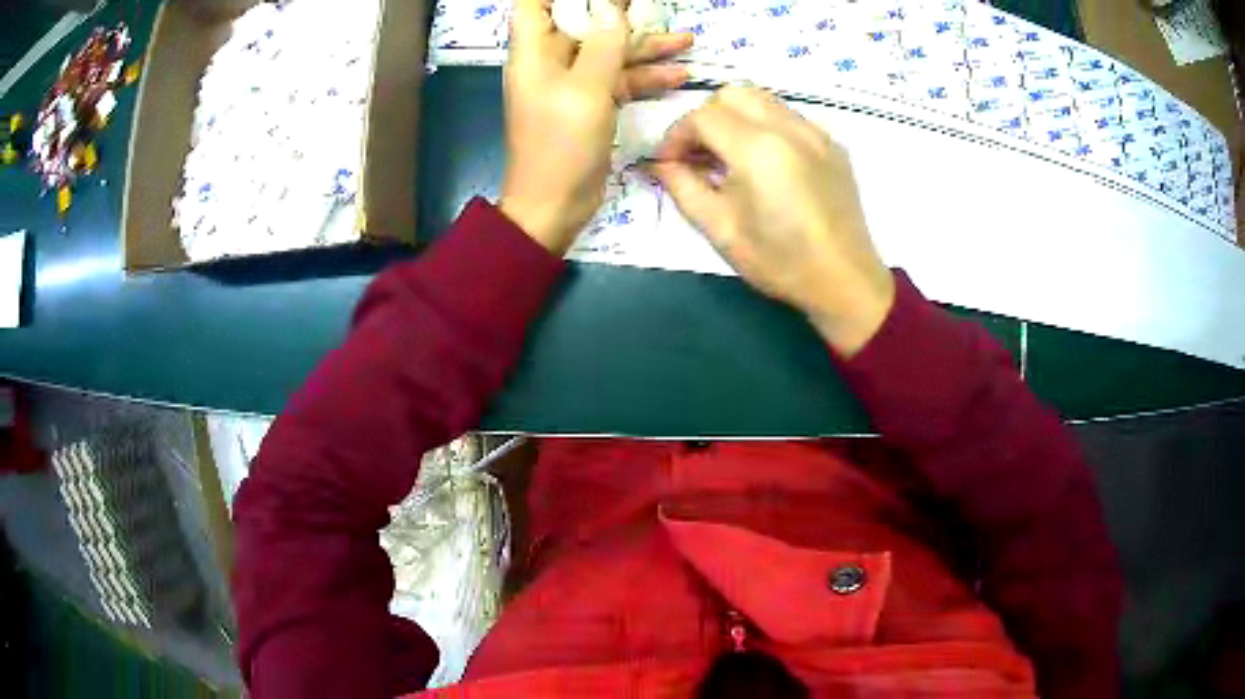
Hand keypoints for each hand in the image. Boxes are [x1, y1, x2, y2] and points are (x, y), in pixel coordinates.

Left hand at [501, 0, 691, 252]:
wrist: (555, 206)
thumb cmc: (561, 145)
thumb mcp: (586, 89)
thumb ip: (603, 44)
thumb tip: (611, 7)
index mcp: (535, 52)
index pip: (536, 5)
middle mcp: (551, 61)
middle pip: (583, 22)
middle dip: (617, 11)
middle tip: (653, 6)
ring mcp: (574, 84)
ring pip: (610, 51)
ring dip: (645, 47)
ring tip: (687, 39)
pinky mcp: (592, 104)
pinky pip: (620, 80)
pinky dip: (647, 77)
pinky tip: (679, 74)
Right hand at [651, 86, 894, 356]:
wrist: (845, 281)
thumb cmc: (780, 262)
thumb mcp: (720, 230)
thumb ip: (682, 187)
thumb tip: (661, 163)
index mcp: (758, 149)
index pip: (702, 117)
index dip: (676, 136)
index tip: (669, 163)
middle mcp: (789, 128)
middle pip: (732, 94)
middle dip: (705, 118)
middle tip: (699, 155)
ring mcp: (816, 133)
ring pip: (762, 100)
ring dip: (736, 118)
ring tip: (730, 156)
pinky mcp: (832, 144)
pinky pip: (788, 117)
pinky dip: (765, 127)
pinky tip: (765, 163)